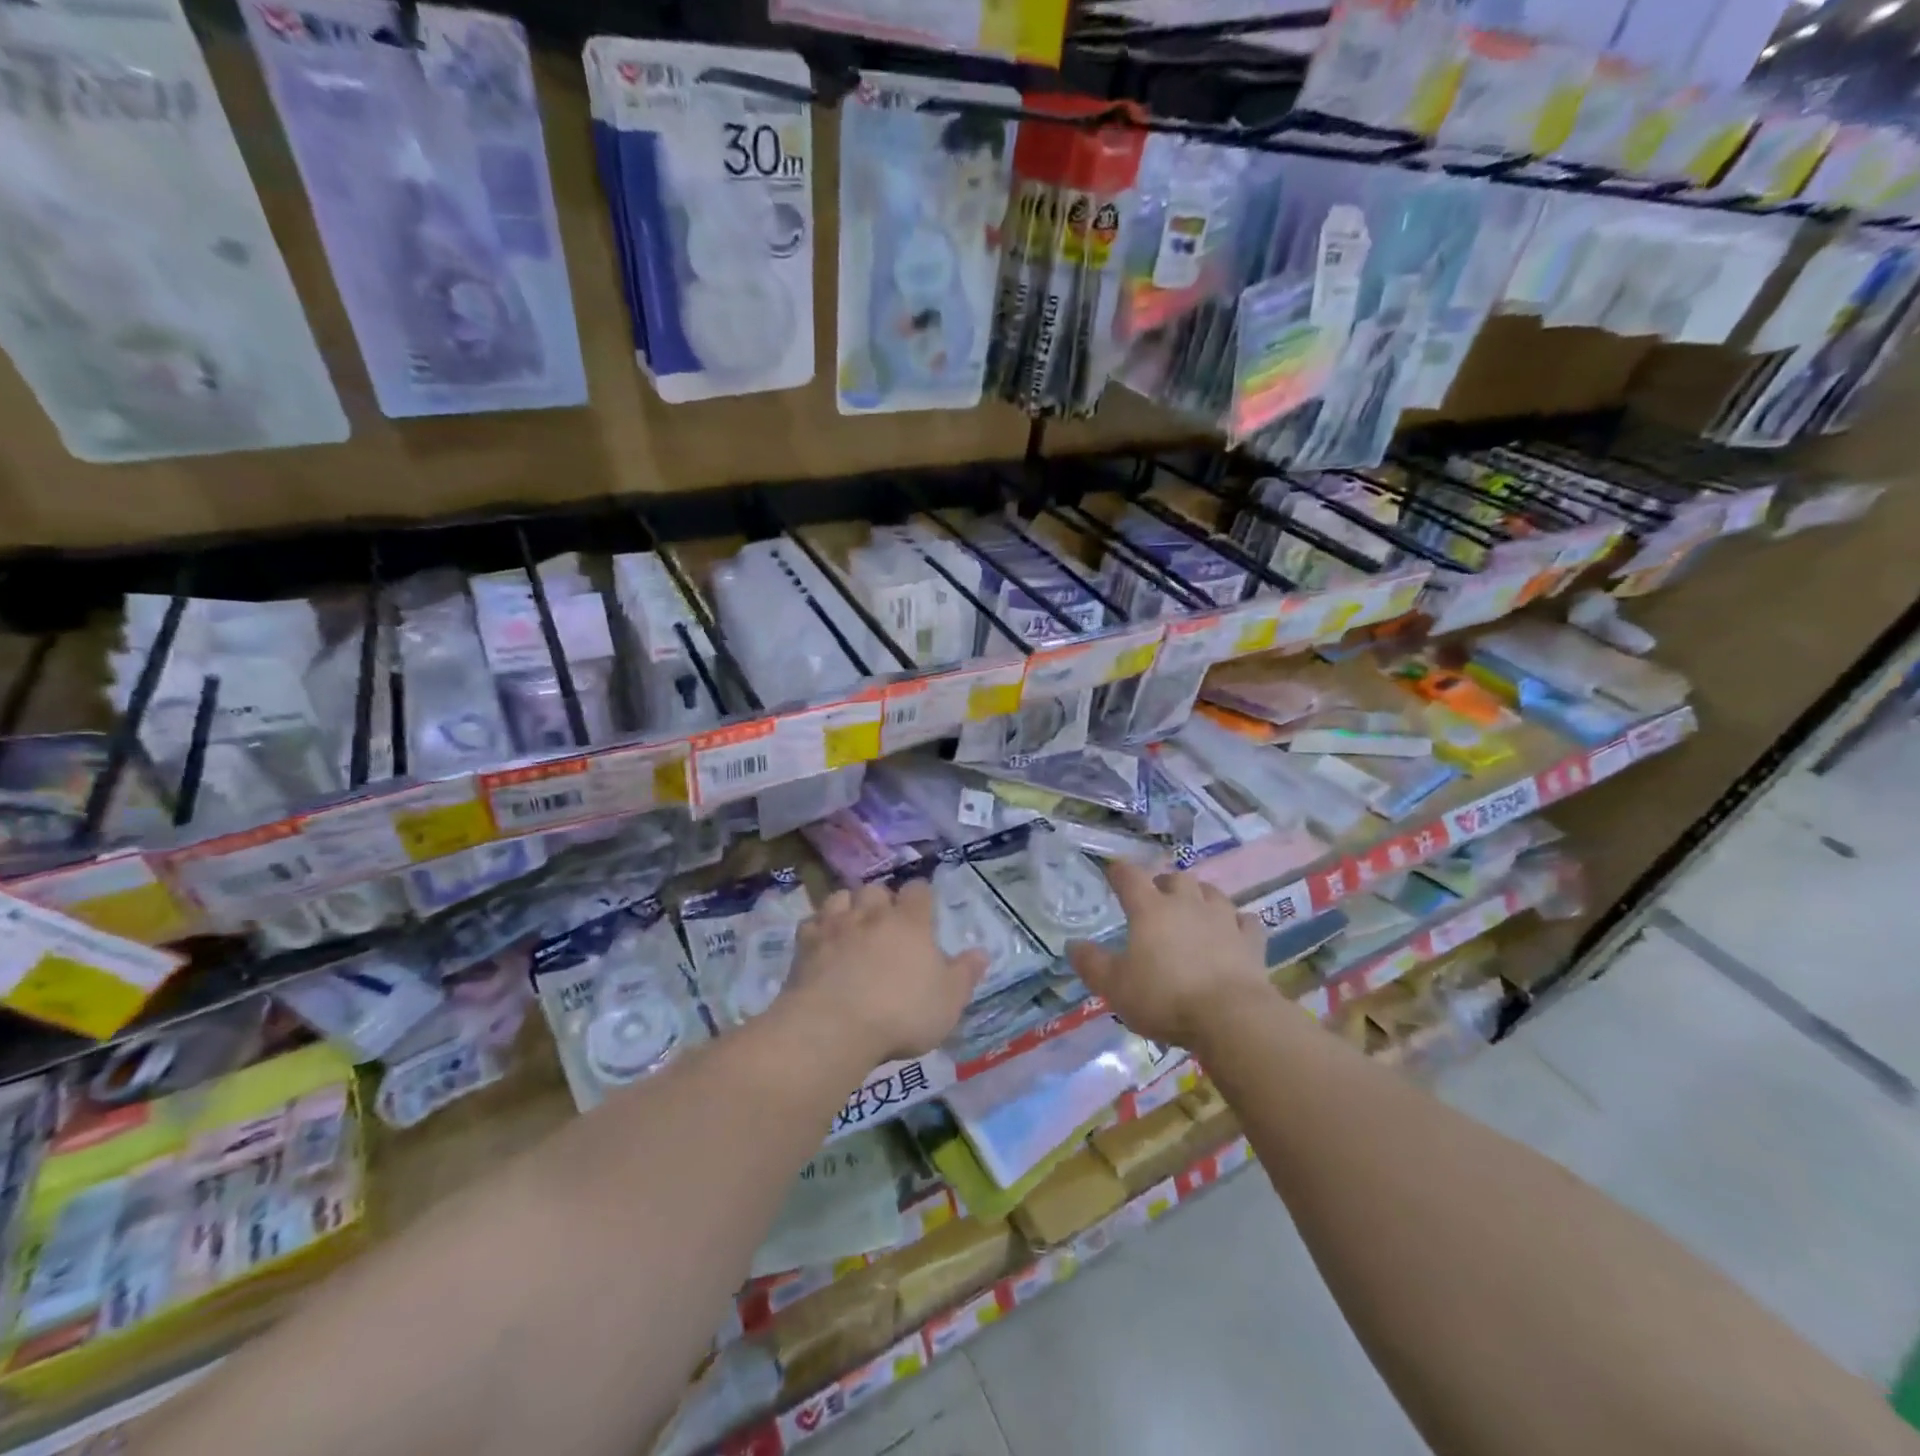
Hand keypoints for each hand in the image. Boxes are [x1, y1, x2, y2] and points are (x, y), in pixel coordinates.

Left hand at [785, 881, 986, 1063]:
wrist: (834, 1026)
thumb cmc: (901, 1013)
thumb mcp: (948, 1001)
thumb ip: (965, 974)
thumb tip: (981, 952)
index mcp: (910, 922)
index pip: (918, 890)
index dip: (921, 896)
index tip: (923, 910)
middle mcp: (872, 914)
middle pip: (876, 889)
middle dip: (881, 901)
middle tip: (886, 923)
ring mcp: (836, 925)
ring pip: (841, 897)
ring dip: (848, 907)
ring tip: (852, 926)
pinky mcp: (805, 944)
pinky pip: (811, 922)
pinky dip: (818, 928)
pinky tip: (822, 943)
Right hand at [1066, 862, 1271, 1049]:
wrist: (1231, 1017)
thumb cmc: (1165, 997)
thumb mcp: (1115, 986)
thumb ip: (1092, 964)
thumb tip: (1072, 945)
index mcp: (1150, 910)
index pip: (1130, 877)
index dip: (1119, 871)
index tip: (1113, 871)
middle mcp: (1187, 904)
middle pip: (1176, 878)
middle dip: (1164, 883)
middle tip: (1156, 897)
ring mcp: (1223, 920)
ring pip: (1212, 893)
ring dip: (1200, 895)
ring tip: (1193, 907)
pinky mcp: (1251, 941)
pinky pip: (1245, 921)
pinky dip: (1236, 922)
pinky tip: (1232, 930)